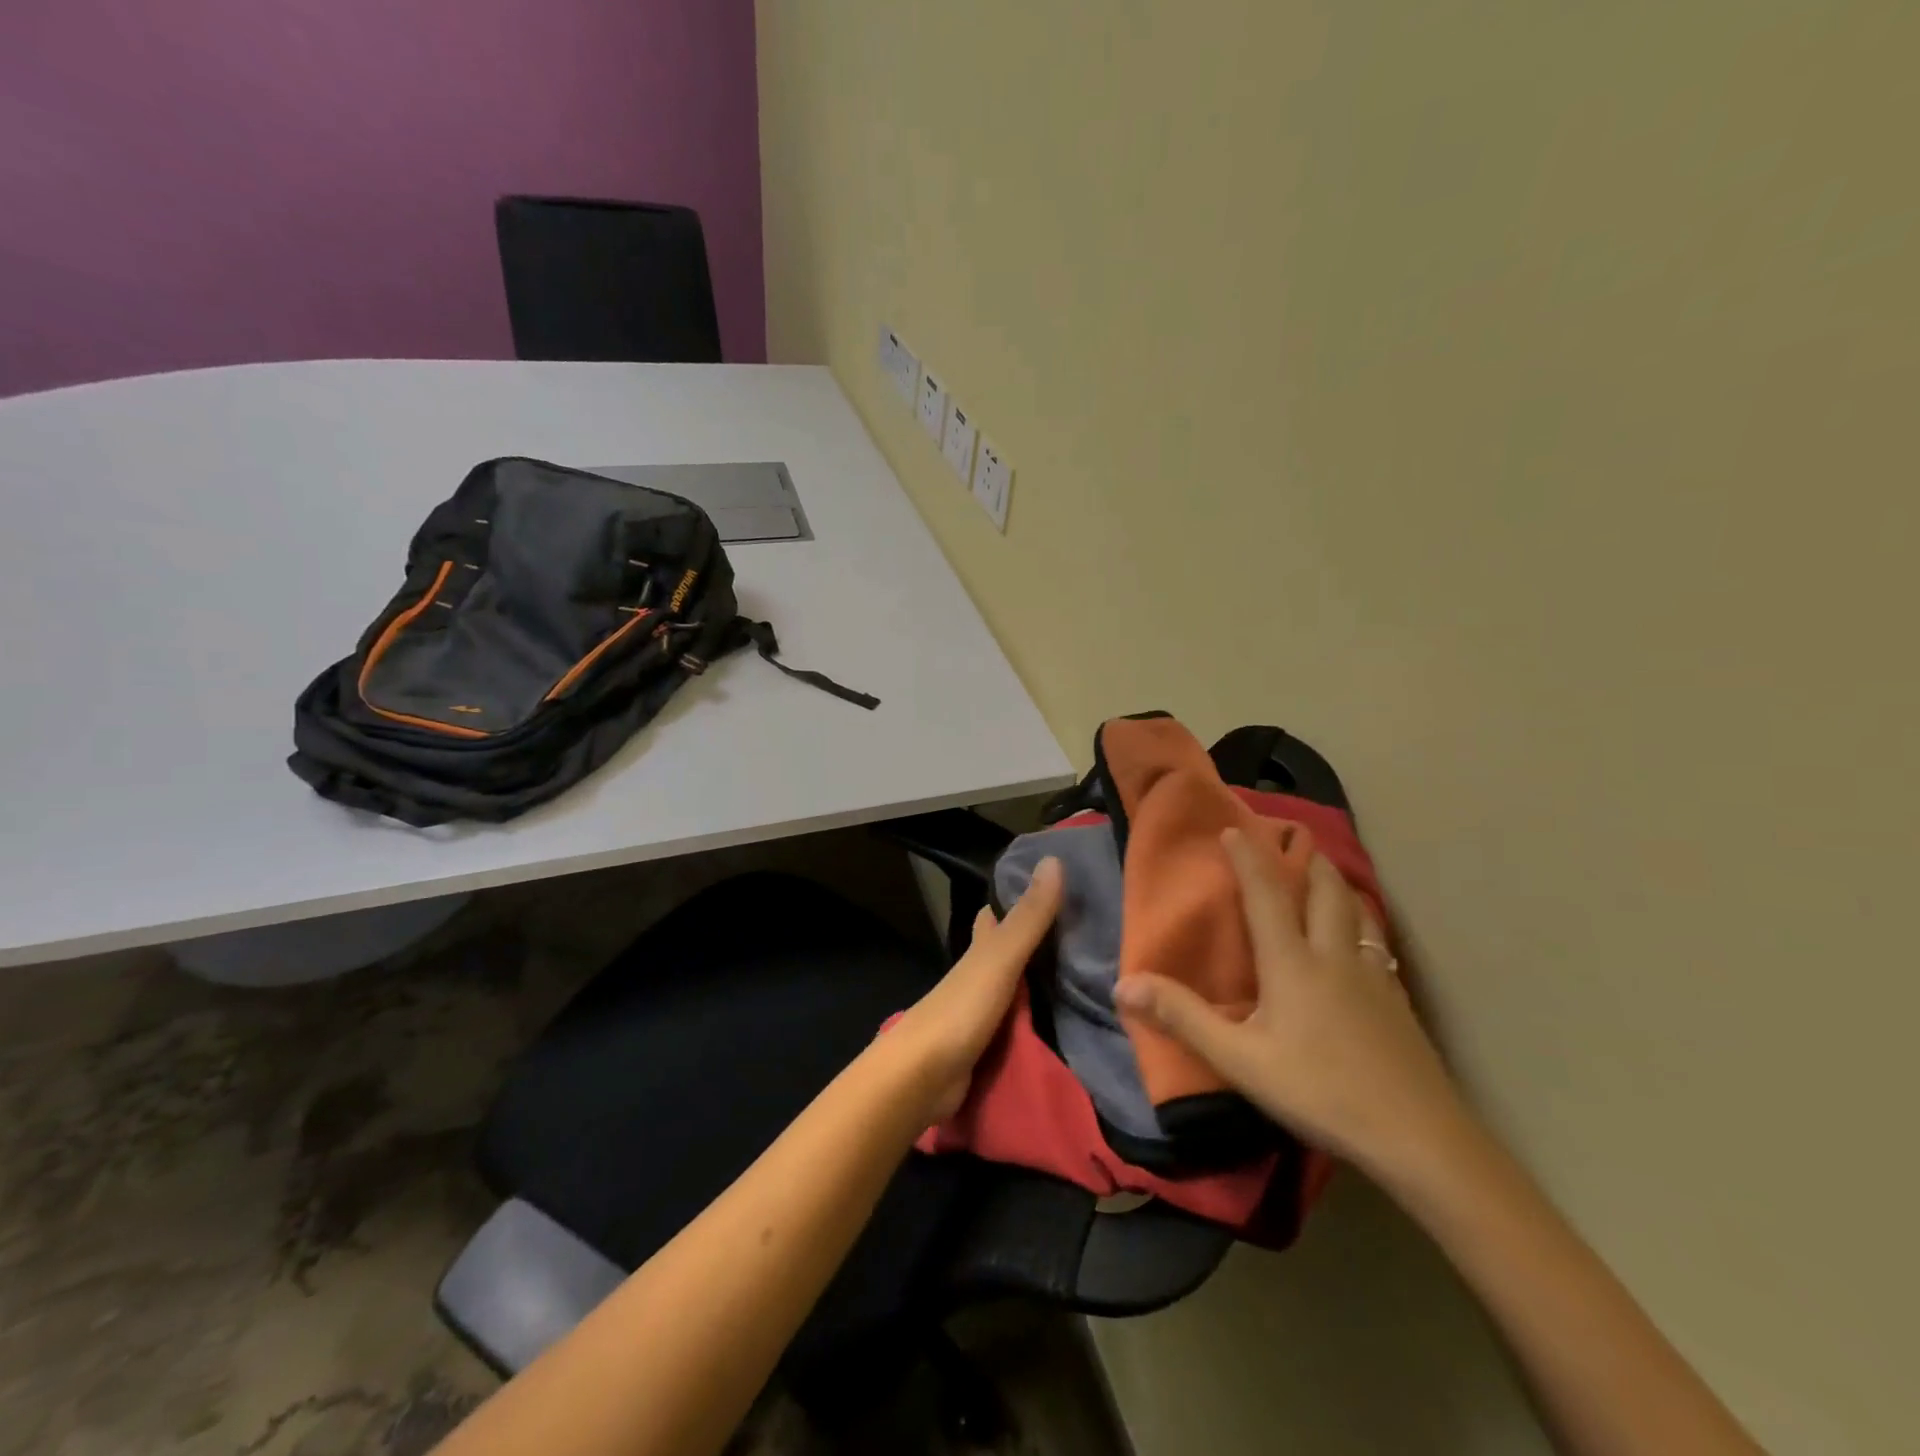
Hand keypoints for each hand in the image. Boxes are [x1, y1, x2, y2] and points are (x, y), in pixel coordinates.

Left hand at [892, 857, 1063, 1120]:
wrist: (923, 1077)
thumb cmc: (961, 1009)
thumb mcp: (1000, 958)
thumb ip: (1029, 917)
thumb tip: (1054, 858)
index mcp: (978, 952)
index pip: (994, 918)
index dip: (1011, 903)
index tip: (1042, 890)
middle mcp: (976, 978)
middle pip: (1003, 953)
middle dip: (1028, 943)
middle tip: (1072, 934)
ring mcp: (978, 1014)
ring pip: (1012, 989)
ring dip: (1034, 982)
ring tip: (1075, 977)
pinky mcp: (984, 1048)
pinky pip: (1016, 1025)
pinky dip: (1033, 1018)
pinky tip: (1056, 1024)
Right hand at [1114, 828, 1466, 1179]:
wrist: (1419, 1138)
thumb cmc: (1320, 1091)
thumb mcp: (1240, 1060)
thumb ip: (1182, 1018)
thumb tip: (1123, 984)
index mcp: (1293, 961)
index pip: (1267, 893)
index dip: (1249, 857)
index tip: (1234, 829)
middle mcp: (1335, 956)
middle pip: (1325, 890)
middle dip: (1305, 861)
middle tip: (1290, 845)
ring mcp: (1374, 977)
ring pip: (1358, 912)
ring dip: (1337, 887)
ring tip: (1325, 882)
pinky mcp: (1398, 1002)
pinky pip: (1376, 943)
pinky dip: (1361, 925)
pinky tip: (1359, 948)